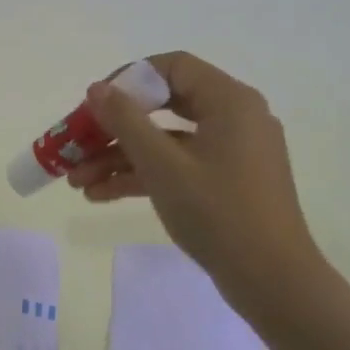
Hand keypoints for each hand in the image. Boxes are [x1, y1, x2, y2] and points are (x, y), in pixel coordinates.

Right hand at [68, 52, 330, 321]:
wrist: (272, 281)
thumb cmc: (219, 213)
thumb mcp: (163, 165)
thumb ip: (126, 122)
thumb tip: (97, 89)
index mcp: (229, 101)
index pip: (172, 67)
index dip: (128, 79)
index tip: (94, 103)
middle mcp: (234, 117)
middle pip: (164, 105)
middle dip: (114, 127)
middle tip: (77, 142)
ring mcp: (231, 152)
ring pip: (166, 140)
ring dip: (120, 156)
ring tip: (76, 179)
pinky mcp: (226, 181)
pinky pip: (178, 164)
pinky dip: (143, 174)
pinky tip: (101, 194)